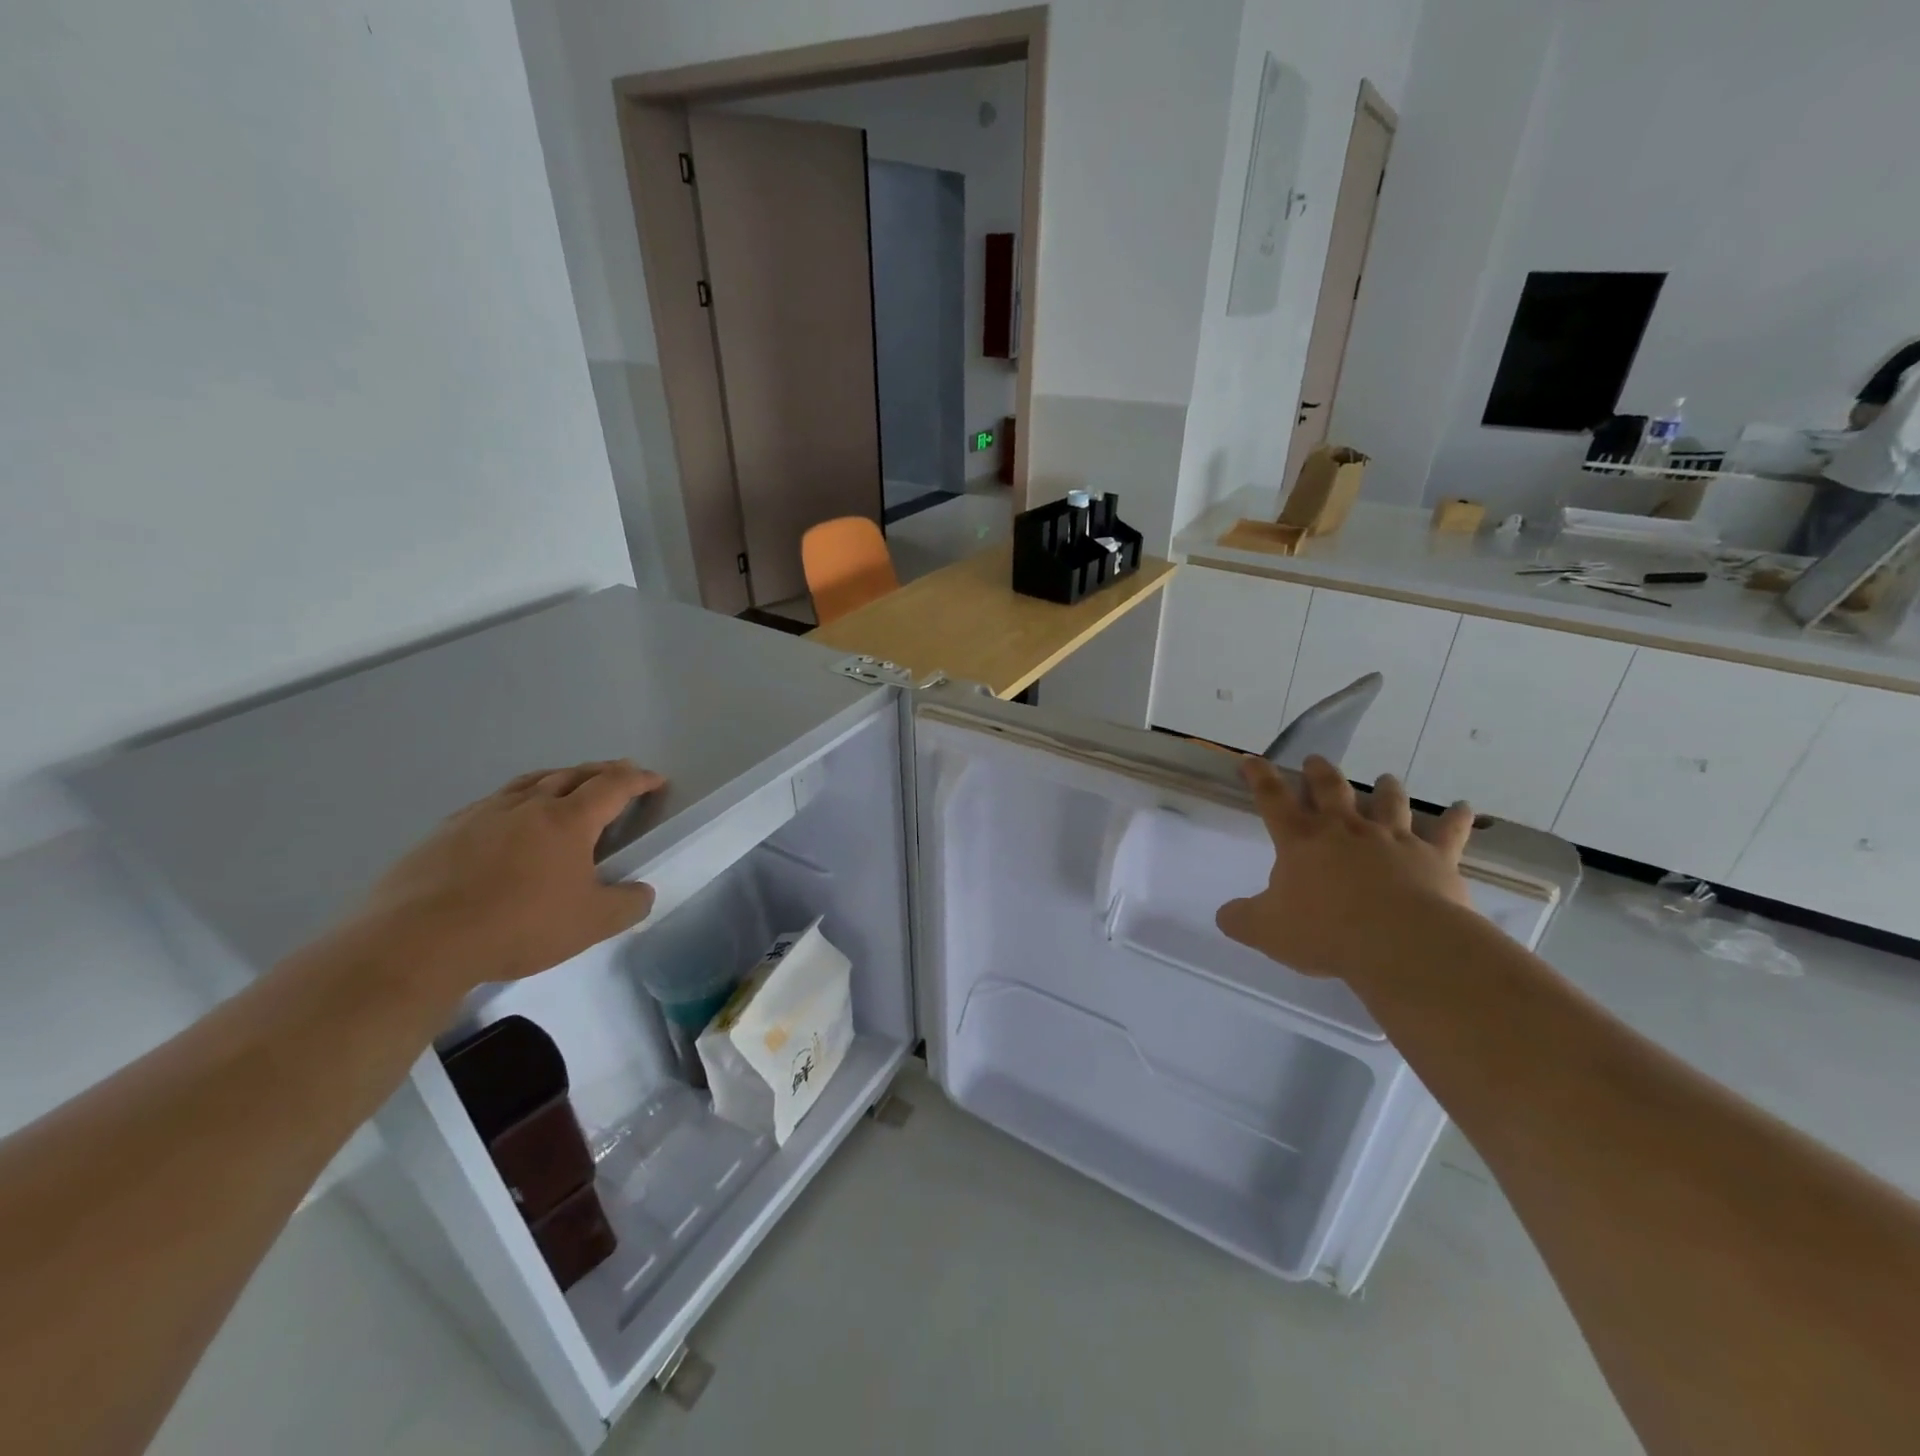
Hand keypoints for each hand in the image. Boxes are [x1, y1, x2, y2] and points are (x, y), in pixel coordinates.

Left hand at [354, 761, 666, 989]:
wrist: (418, 942)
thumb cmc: (518, 926)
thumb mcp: (591, 924)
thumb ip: (628, 904)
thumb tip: (642, 892)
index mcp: (568, 820)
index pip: (613, 786)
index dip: (638, 780)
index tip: (655, 780)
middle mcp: (528, 805)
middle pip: (572, 774)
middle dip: (602, 771)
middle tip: (619, 775)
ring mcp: (482, 814)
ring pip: (530, 782)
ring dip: (558, 778)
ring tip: (567, 785)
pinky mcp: (446, 832)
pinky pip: (493, 803)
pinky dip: (516, 800)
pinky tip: (508, 821)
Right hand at [1216, 756, 1474, 981]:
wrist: (1401, 943)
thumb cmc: (1325, 932)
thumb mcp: (1266, 931)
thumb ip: (1241, 919)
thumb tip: (1226, 915)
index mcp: (1301, 841)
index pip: (1273, 799)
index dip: (1260, 777)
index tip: (1252, 760)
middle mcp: (1346, 830)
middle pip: (1331, 789)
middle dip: (1319, 773)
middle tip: (1315, 761)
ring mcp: (1393, 839)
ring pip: (1389, 802)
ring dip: (1386, 789)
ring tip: (1385, 778)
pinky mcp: (1435, 858)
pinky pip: (1448, 833)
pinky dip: (1456, 819)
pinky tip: (1464, 808)